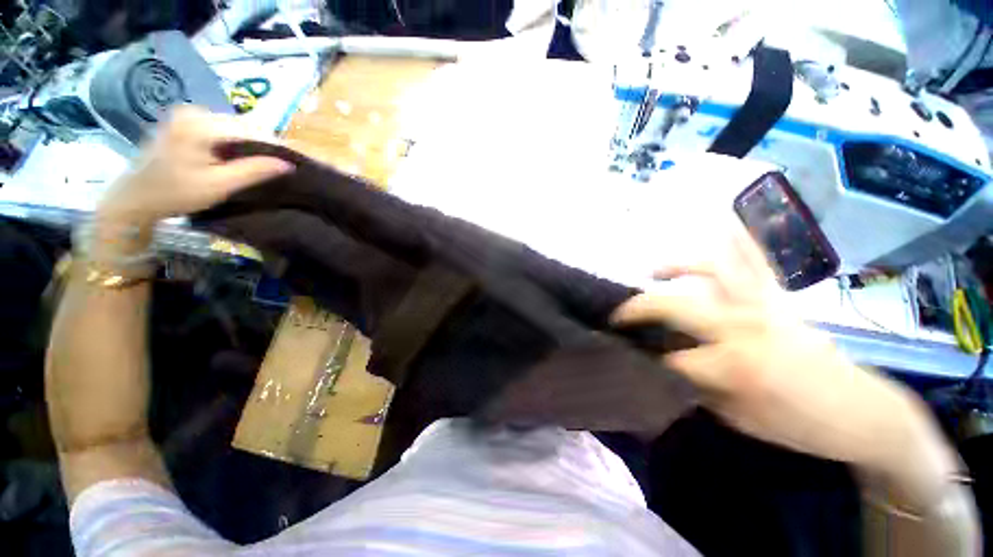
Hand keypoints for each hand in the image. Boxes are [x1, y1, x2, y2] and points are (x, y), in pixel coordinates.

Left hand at [96, 105, 293, 229]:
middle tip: (283, 165)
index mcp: (200, 125)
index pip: (250, 129)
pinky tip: (244, 156)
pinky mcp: (185, 121)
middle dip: (265, 144)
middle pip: (243, 124)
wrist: (134, 197)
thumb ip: (253, 171)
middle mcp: (194, 112)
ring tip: (268, 162)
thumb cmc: (175, 194)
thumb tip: (289, 164)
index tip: (297, 161)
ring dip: (252, 143)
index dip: (276, 145)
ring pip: (234, 126)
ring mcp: (188, 115)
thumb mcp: (218, 186)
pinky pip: (221, 128)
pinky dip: (237, 141)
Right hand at [610, 227, 954, 483]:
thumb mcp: (738, 419)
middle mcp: (744, 325)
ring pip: (710, 268)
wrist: (861, 412)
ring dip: (675, 266)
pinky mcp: (778, 297)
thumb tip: (662, 363)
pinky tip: (721, 224)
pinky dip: (739, 238)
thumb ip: (696, 386)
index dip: (649, 361)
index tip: (634, 361)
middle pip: (675, 305)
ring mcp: (763, 304)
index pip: (672, 357)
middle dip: (639, 309)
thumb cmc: (798, 425)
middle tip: (619, 316)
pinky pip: (756, 259)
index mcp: (736, 364)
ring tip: (653, 272)